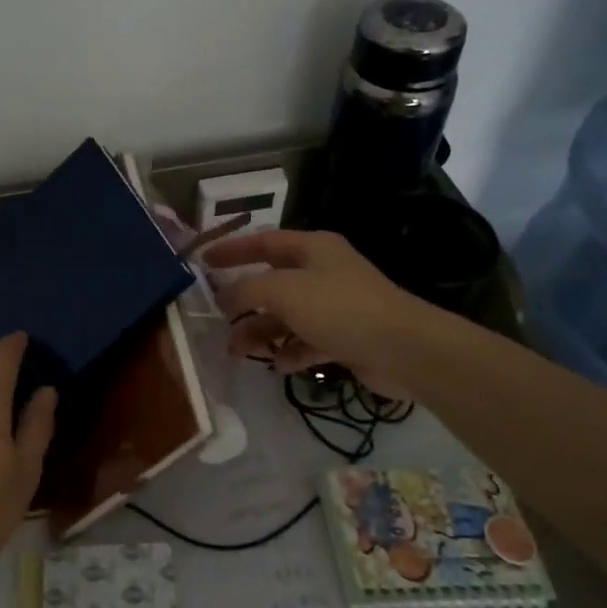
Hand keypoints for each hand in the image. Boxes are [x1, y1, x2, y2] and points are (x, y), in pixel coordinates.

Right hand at [203, 230, 433, 397]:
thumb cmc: (339, 308)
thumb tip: (224, 296)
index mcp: (313, 249)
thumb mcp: (283, 291)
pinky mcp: (346, 338)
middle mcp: (324, 273)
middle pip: (273, 283)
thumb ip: (247, 289)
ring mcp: (336, 307)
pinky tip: (279, 365)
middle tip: (219, 318)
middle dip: (244, 302)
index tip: (203, 262)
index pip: (263, 242)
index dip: (232, 250)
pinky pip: (308, 342)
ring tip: (238, 352)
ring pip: (287, 316)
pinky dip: (291, 352)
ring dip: (262, 333)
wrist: (403, 349)